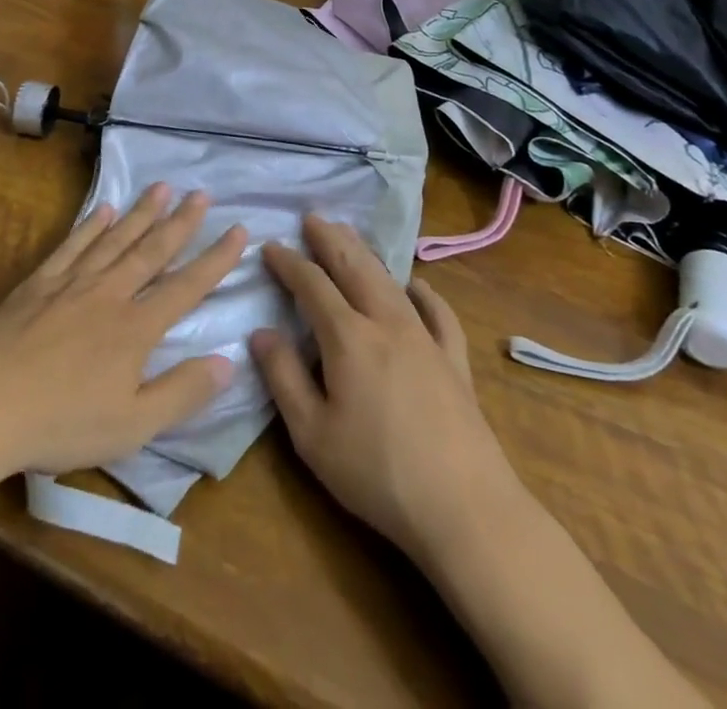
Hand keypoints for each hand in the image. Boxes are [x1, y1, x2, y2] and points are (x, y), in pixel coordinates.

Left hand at [0, 183, 245, 480]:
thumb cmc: (59, 424)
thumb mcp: (131, 426)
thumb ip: (182, 392)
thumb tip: (228, 361)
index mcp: (136, 328)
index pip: (186, 286)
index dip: (215, 259)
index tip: (239, 230)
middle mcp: (109, 293)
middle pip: (152, 250)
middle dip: (181, 222)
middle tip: (202, 194)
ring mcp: (72, 282)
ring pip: (115, 239)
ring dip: (141, 212)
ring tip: (162, 187)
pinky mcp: (39, 282)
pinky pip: (72, 245)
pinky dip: (90, 225)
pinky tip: (102, 209)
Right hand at [250, 216, 518, 561]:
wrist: (465, 509)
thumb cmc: (377, 473)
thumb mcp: (312, 434)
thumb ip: (283, 377)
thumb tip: (260, 332)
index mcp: (348, 337)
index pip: (311, 284)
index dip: (288, 262)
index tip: (270, 246)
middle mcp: (386, 323)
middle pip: (353, 267)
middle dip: (329, 239)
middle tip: (311, 217)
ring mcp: (425, 338)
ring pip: (389, 280)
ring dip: (365, 253)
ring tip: (348, 235)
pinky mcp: (454, 361)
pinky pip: (438, 313)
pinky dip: (424, 292)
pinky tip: (417, 285)